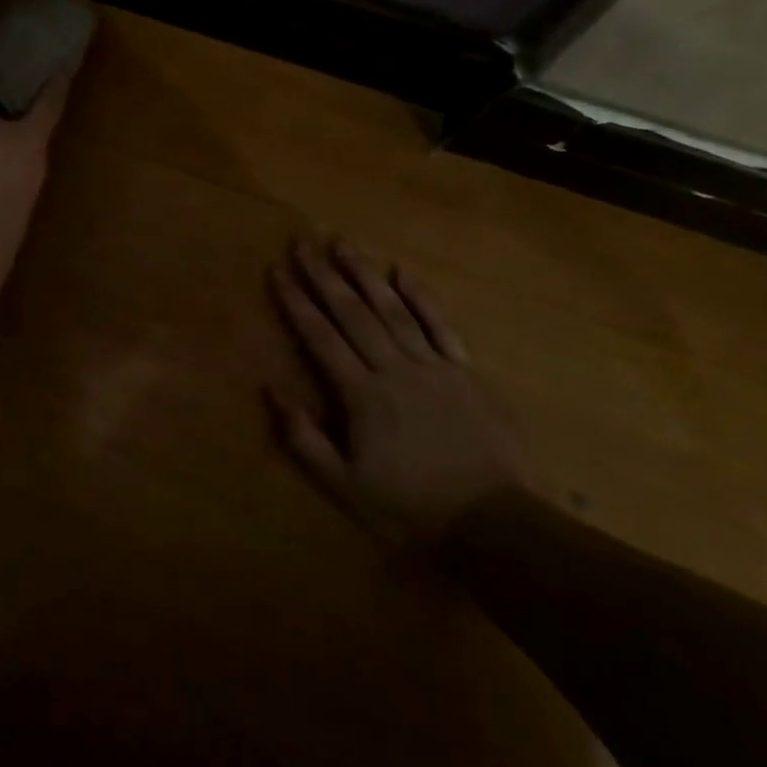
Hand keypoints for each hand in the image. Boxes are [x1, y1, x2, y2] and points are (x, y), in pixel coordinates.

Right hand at [268, 240, 528, 551]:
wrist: (494, 523)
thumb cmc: (411, 507)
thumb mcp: (345, 485)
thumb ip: (305, 438)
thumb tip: (271, 390)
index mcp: (362, 395)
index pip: (320, 337)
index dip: (296, 302)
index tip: (277, 271)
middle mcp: (394, 369)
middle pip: (352, 313)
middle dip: (324, 276)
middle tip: (303, 243)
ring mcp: (434, 366)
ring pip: (393, 310)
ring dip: (365, 275)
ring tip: (343, 244)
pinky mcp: (467, 371)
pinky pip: (441, 326)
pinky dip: (422, 298)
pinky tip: (403, 273)